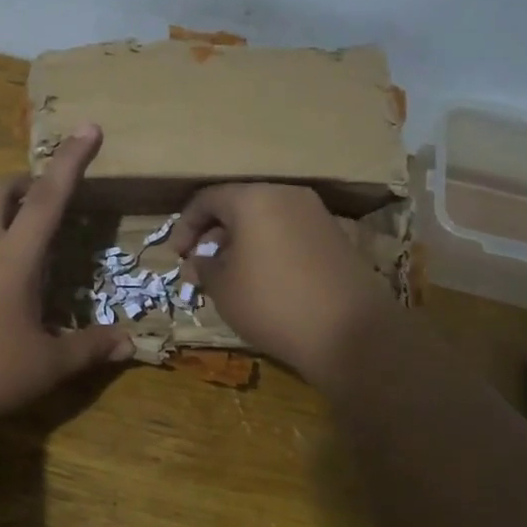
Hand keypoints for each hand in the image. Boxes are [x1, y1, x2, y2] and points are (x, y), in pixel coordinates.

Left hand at [0, 124, 132, 431]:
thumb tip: (129, 343)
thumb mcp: (47, 365)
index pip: (48, 197)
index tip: (88, 128)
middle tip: (50, 198)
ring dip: (6, 216)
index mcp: (13, 258)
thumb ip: (89, 348)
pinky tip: (3, 288)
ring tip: (34, 250)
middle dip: (25, 182)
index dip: (71, 160)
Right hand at [172, 183, 396, 386]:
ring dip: (241, 243)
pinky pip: (289, 233)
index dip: (185, 225)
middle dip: (214, 235)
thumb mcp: (223, 289)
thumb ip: (204, 267)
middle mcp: (287, 195)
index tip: (177, 255)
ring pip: (266, 219)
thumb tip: (199, 261)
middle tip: (201, 267)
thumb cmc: (272, 303)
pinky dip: (269, 249)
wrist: (349, 331)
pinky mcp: (336, 237)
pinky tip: (264, 281)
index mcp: (254, 199)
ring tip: (230, 277)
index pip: (208, 199)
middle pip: (239, 205)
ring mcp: (316, 215)